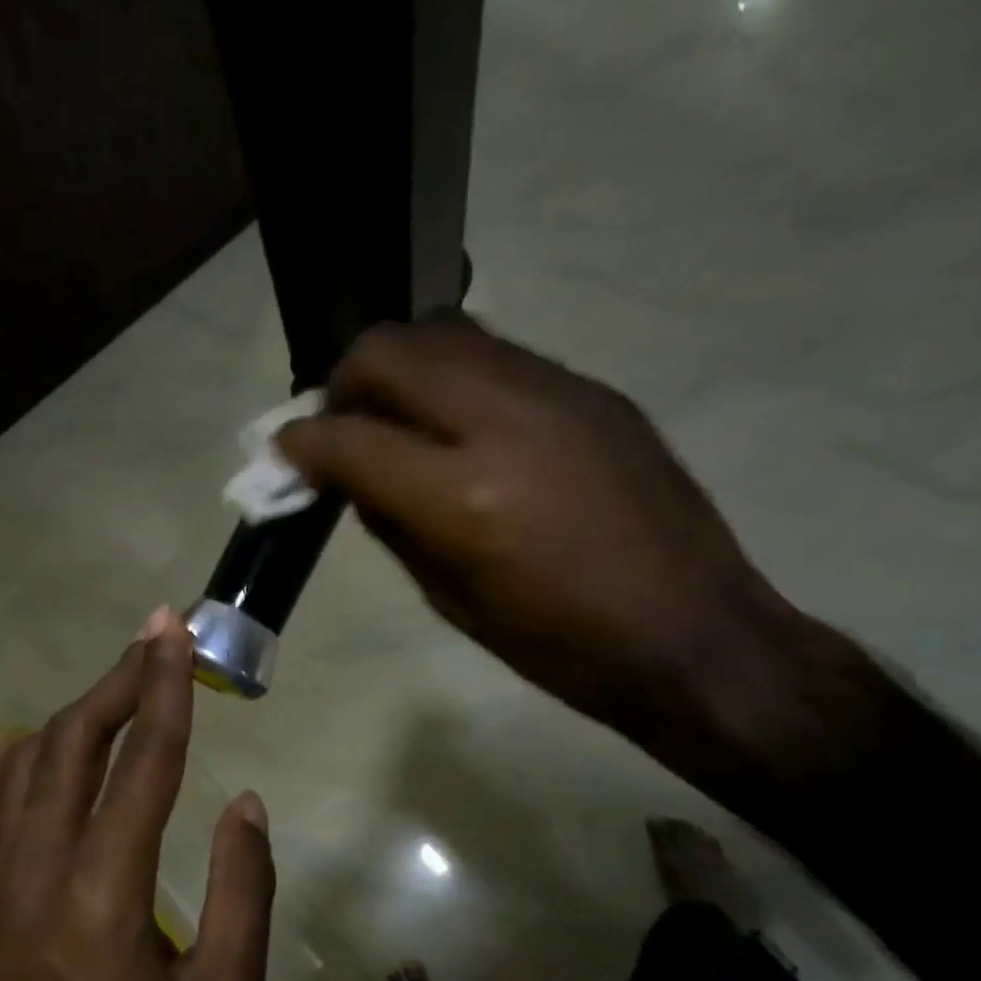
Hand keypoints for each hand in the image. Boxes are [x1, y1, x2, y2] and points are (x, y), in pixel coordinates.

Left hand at [0, 614, 274, 980]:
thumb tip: (242, 803)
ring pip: (26, 767)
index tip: (173, 632)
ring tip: (115, 680)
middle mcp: (37, 873)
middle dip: (118, 680)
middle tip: (152, 635)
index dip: (163, 688)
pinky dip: (13, 762)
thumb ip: (244, 894)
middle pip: (74, 745)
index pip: (141, 762)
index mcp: (104, 896)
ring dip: (74, 713)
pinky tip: (29, 741)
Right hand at [277, 316, 790, 735]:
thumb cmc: (560, 647)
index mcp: (463, 499)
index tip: (286, 455)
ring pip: (444, 332)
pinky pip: (498, 356)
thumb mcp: (452, 601)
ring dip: (400, 368)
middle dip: (345, 382)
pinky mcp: (592, 389)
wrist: (695, 635)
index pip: (349, 439)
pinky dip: (455, 378)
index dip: (301, 444)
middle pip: (390, 351)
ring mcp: (556, 392)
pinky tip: (463, 425)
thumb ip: (393, 525)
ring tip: (399, 417)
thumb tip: (354, 478)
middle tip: (343, 427)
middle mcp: (504, 422)